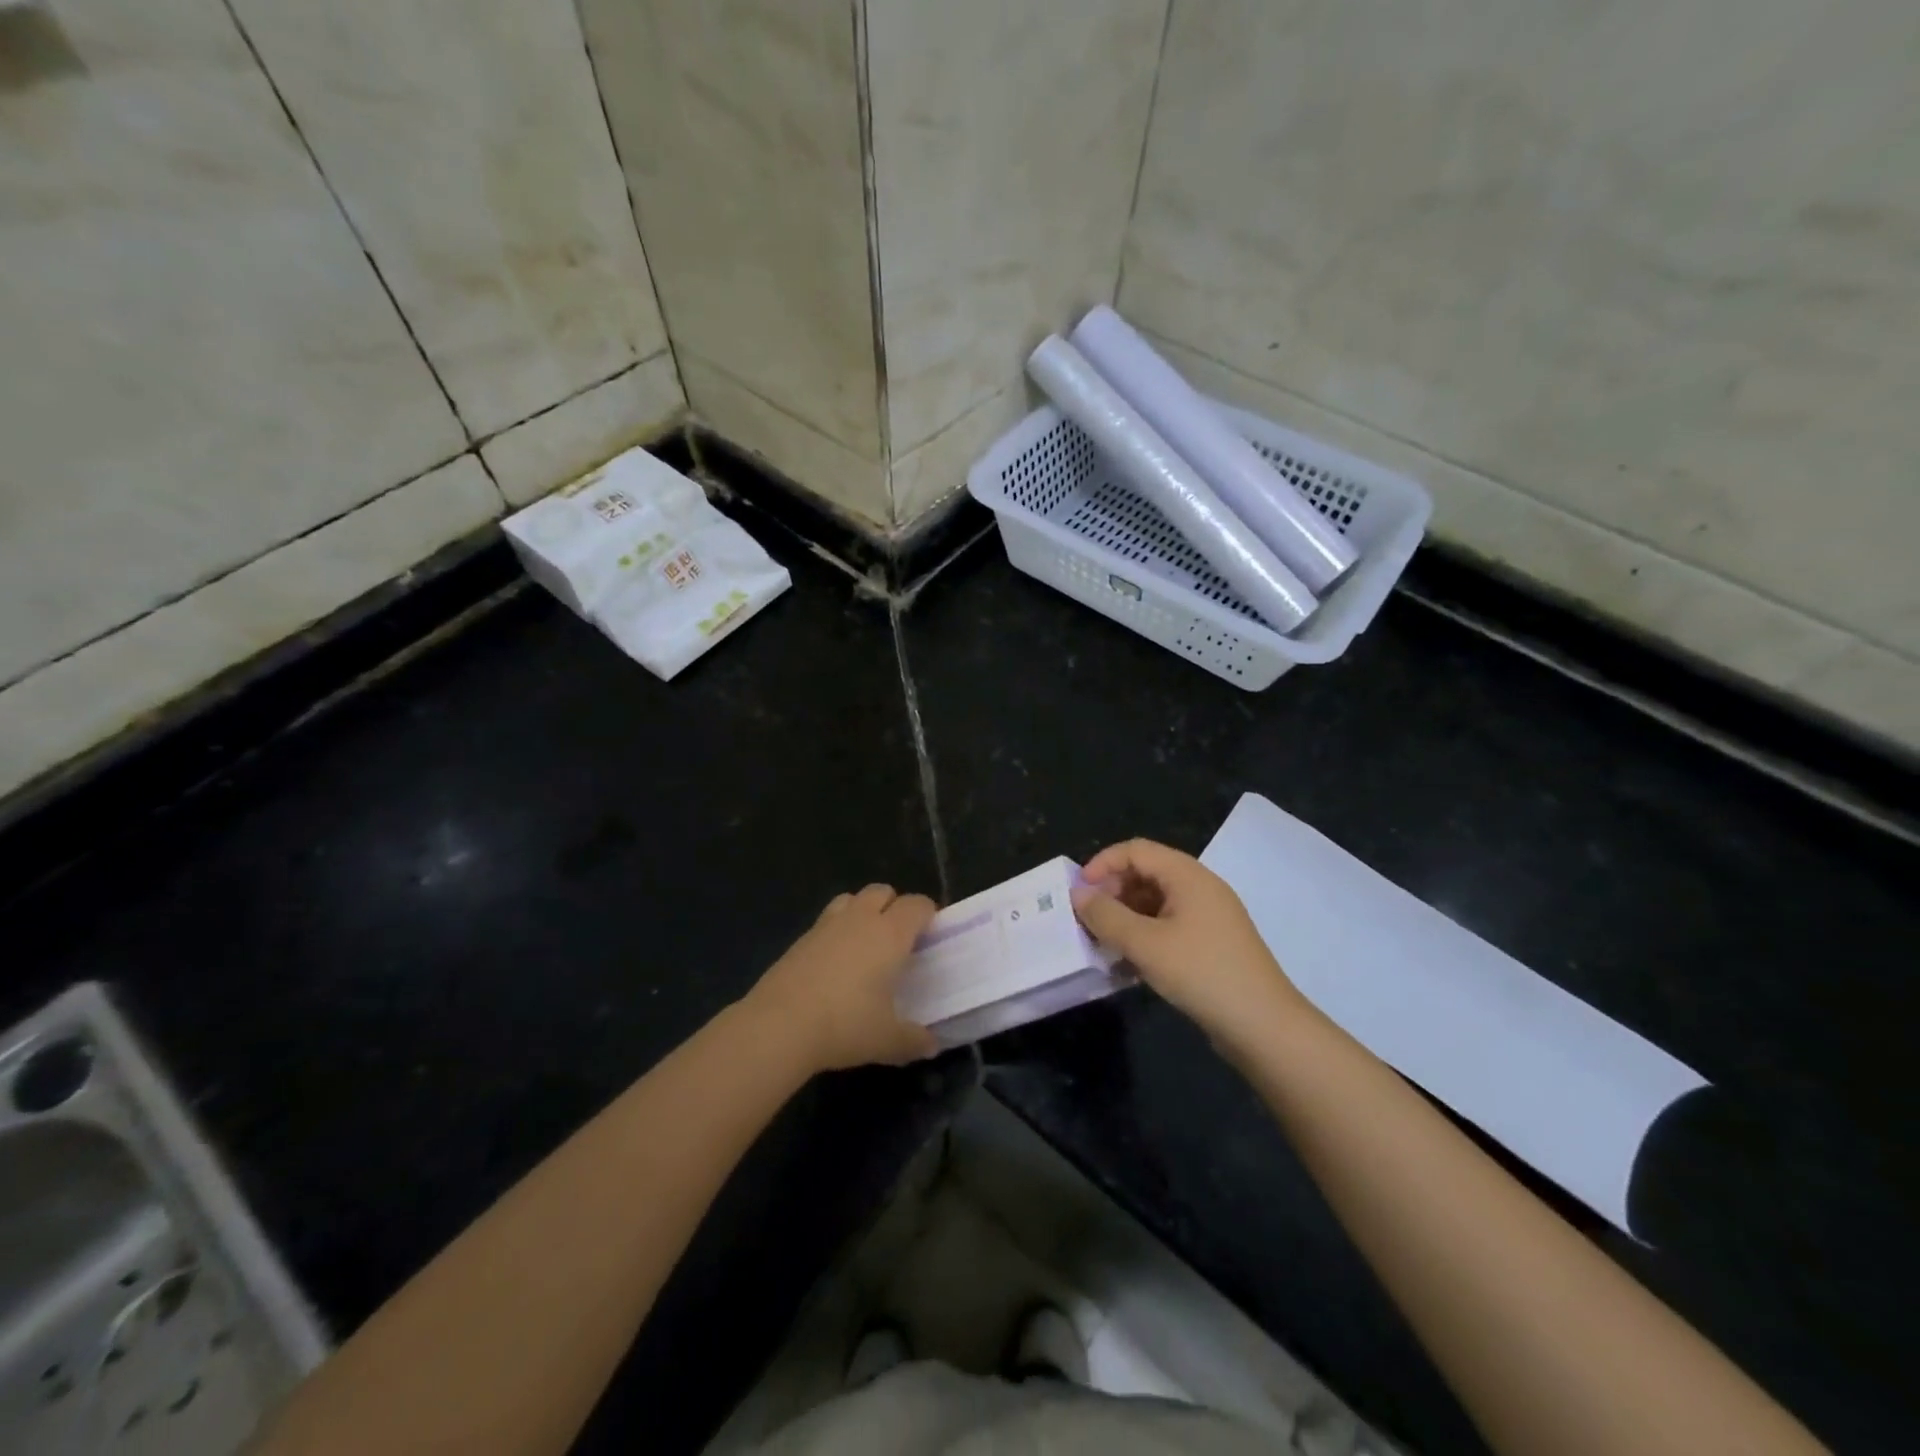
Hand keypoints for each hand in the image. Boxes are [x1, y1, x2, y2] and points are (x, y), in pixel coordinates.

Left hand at [745, 884, 939, 1072]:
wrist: (779, 1025)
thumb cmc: (845, 1025)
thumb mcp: (888, 1041)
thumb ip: (915, 1040)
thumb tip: (932, 1044)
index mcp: (890, 934)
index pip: (917, 905)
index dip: (928, 915)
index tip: (932, 937)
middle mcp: (860, 919)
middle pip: (883, 891)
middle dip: (894, 907)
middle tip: (899, 941)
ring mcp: (826, 925)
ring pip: (851, 899)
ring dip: (863, 911)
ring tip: (866, 944)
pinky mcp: (800, 938)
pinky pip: (827, 921)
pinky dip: (837, 931)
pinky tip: (835, 963)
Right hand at [1071, 839, 1303, 1038]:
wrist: (1263, 1025)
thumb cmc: (1201, 972)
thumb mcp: (1145, 943)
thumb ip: (1106, 916)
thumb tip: (1078, 894)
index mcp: (1188, 875)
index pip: (1136, 850)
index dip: (1103, 864)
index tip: (1079, 892)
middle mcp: (1199, 888)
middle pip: (1146, 873)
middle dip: (1112, 892)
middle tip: (1088, 921)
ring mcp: (1208, 917)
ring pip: (1155, 902)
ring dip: (1125, 917)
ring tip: (1103, 943)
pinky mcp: (1210, 944)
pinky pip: (1168, 926)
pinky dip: (1144, 936)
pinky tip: (1127, 963)